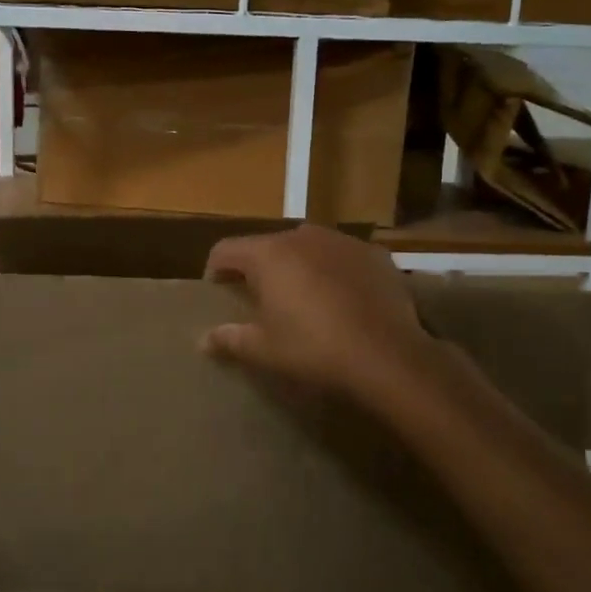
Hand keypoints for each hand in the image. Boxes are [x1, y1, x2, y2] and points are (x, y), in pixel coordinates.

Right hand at [202, 225, 438, 404]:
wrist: (387, 355)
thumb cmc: (313, 349)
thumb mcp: (264, 349)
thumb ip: (230, 338)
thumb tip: (204, 339)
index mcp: (268, 254)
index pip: (226, 249)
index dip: (215, 270)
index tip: (218, 292)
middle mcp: (302, 236)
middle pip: (266, 245)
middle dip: (258, 268)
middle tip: (260, 299)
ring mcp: (341, 241)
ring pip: (306, 247)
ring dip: (297, 265)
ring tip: (303, 297)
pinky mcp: (374, 253)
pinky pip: (341, 256)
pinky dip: (334, 271)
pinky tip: (342, 299)